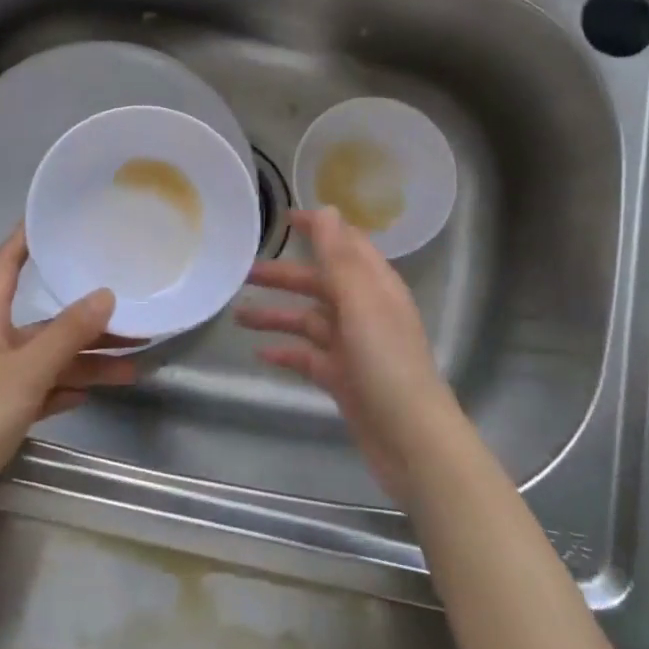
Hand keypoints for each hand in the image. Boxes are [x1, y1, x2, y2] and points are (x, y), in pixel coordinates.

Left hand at [0, 226, 137, 564]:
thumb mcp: (26, 371)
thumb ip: (67, 333)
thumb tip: (106, 294)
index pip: (5, 265)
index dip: (25, 238)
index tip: (55, 217)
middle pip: (43, 319)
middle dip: (85, 316)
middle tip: (132, 310)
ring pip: (50, 359)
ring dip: (87, 359)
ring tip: (134, 362)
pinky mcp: (0, 417)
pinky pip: (44, 391)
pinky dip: (69, 388)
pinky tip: (95, 391)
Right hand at [236, 208, 461, 499]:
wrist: (411, 439)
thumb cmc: (387, 362)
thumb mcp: (361, 302)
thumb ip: (340, 257)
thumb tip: (327, 209)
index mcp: (375, 286)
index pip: (345, 245)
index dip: (318, 230)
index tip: (284, 219)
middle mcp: (364, 310)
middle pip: (320, 283)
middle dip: (284, 276)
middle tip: (244, 272)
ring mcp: (353, 346)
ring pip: (308, 321)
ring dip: (276, 315)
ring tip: (237, 316)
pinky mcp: (342, 378)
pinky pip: (308, 357)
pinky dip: (285, 352)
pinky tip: (259, 354)